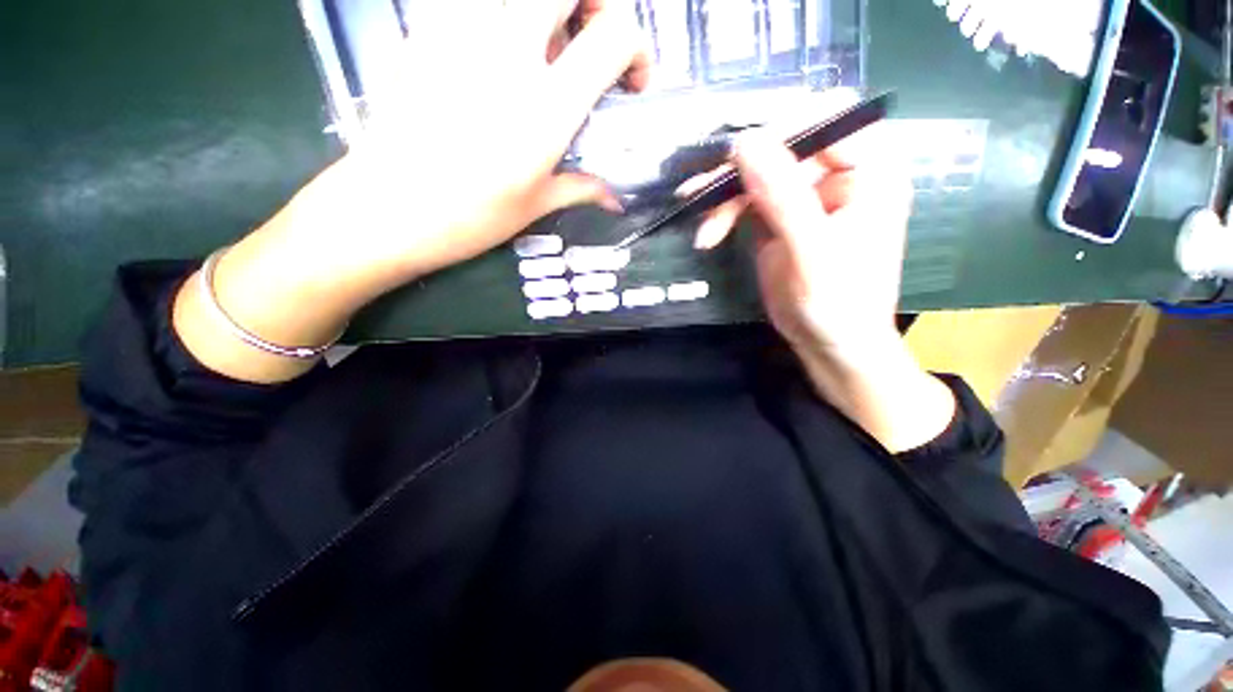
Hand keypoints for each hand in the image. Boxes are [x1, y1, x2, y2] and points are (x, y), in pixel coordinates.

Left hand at [289, 0, 651, 291]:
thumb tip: (614, 200)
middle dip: (597, 3)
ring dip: (549, 9)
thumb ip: (582, 189)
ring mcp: (460, 29)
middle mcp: (508, 51)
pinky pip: (476, 1)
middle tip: (594, 42)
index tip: (632, 80)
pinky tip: (503, 53)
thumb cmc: (468, 217)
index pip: (613, 35)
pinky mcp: (427, 26)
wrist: (385, 208)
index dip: (637, 48)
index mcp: (546, 107)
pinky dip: (505, 16)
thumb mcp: (535, 206)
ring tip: (549, 50)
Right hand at [691, 116, 912, 360]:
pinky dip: (723, 213)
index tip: (736, 159)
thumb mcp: (811, 252)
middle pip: (783, 144)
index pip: (827, 117)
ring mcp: (806, 194)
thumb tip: (745, 143)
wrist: (828, 344)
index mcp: (869, 171)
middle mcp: (839, 173)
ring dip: (723, 196)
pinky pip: (747, 199)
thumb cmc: (836, 304)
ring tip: (701, 227)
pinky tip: (708, 234)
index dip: (780, 129)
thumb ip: (783, 196)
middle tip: (702, 194)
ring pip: (758, 171)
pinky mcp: (781, 216)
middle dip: (740, 170)